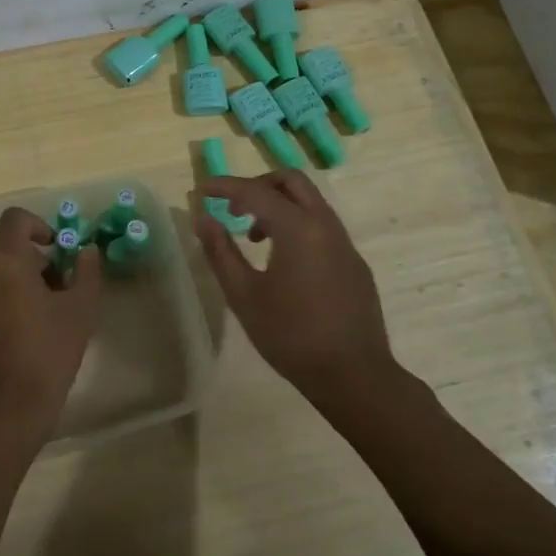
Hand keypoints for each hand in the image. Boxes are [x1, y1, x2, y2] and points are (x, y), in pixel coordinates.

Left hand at [0, 207, 102, 448]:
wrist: (2, 411)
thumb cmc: (46, 353)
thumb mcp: (80, 311)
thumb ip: (86, 272)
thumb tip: (86, 251)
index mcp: (4, 260)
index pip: (15, 219)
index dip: (38, 225)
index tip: (56, 249)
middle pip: (3, 250)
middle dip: (30, 262)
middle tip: (56, 290)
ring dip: (12, 285)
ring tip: (36, 318)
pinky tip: (13, 340)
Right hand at [194, 172, 404, 403]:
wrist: (354, 375)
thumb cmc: (291, 335)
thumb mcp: (244, 295)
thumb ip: (220, 251)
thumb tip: (202, 218)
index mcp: (298, 228)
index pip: (255, 191)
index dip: (224, 186)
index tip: (202, 190)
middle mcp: (325, 224)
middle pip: (291, 181)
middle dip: (258, 185)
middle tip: (233, 208)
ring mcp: (345, 242)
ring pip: (310, 202)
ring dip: (278, 205)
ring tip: (253, 238)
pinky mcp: (354, 262)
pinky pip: (322, 226)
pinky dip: (297, 224)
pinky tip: (283, 260)